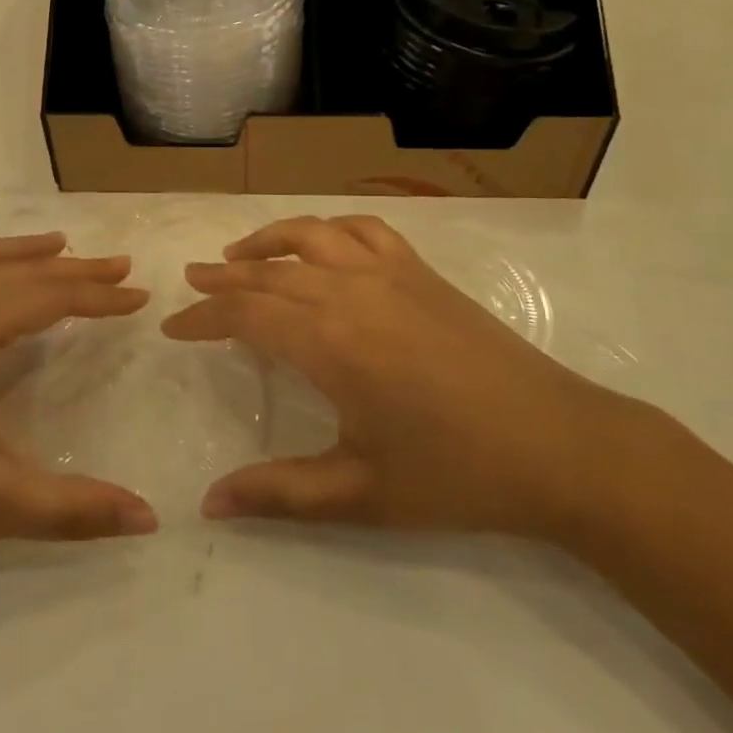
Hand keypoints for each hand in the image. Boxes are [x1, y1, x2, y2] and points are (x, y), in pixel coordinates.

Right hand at [161, 215, 622, 541]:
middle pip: (270, 272)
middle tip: (191, 282)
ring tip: (238, 253)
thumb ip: (279, 494)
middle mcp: (351, 292)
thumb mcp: (360, 494)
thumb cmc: (456, 475)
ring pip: (313, 235)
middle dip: (223, 276)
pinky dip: (329, 228)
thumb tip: (208, 504)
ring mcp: (390, 273)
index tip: (173, 325)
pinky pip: (364, 230)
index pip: (246, 315)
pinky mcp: (422, 272)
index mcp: (331, 343)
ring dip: (268, 240)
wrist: (559, 446)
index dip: (204, 318)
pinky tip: (321, 243)